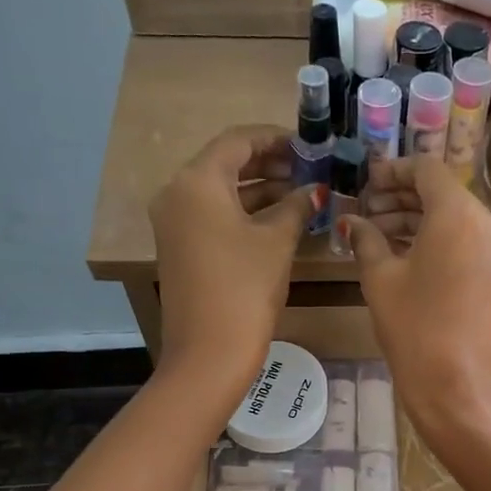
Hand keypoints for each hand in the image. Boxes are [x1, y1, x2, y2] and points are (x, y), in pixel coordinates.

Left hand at [151, 126, 315, 404]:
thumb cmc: (245, 288)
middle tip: (308, 168)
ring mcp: (175, 223)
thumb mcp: (277, 241)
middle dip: (268, 163)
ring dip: (259, 188)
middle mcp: (177, 194)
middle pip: (225, 163)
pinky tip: (278, 217)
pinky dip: (244, 211)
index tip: (308, 144)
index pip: (237, 141)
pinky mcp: (181, 248)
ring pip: (220, 191)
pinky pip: (214, 215)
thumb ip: (296, 206)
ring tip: (301, 191)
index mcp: (197, 181)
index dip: (275, 138)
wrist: (209, 352)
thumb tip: (315, 190)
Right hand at [344, 156, 490, 446]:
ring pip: (449, 216)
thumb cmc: (415, 329)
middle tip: (363, 211)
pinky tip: (397, 252)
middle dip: (399, 197)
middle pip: (439, 192)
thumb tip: (352, 221)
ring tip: (373, 234)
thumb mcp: (381, 280)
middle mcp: (483, 222)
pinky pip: (459, 239)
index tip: (364, 183)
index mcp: (457, 213)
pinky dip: (430, 238)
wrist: (459, 388)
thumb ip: (366, 240)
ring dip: (413, 218)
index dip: (392, 171)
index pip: (426, 169)